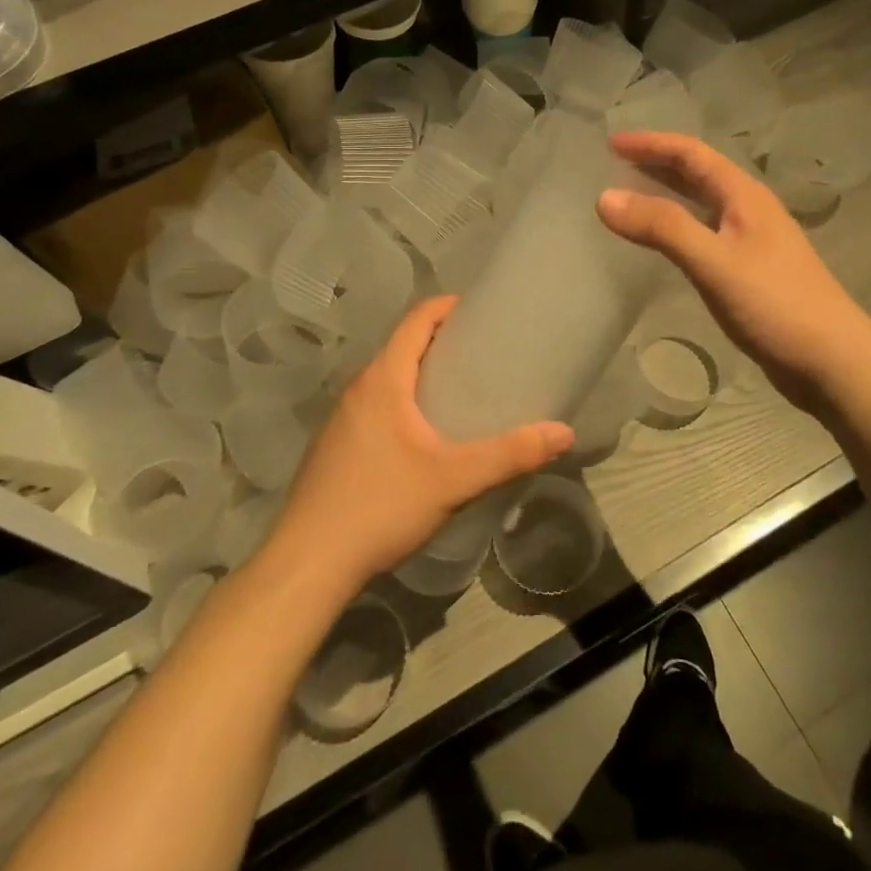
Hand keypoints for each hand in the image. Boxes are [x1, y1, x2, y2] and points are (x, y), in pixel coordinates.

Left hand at [267, 296, 573, 597]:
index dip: (448, 306)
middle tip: (484, 354)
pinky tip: (424, 436)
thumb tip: (563, 431)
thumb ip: (509, 454)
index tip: (481, 310)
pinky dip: (404, 401)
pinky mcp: (335, 446)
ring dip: (421, 373)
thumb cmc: (380, 506)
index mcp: (382, 379)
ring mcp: (341, 418)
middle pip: (402, 346)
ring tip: (462, 390)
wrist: (308, 564)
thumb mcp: (453, 480)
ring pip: (387, 378)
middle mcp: (357, 388)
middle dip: (442, 341)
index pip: (416, 319)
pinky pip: (375, 405)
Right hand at [598, 131, 861, 413]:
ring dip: (666, 194)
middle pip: (698, 173)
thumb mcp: (713, 261)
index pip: (691, 153)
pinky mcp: (750, 271)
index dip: (650, 143)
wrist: (833, 362)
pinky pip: (704, 233)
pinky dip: (676, 227)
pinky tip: (661, 243)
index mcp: (744, 196)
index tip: (610, 143)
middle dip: (656, 163)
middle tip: (612, 164)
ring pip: (701, 204)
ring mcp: (752, 241)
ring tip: (628, 196)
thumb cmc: (775, 303)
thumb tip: (604, 198)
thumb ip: (662, 227)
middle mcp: (749, 210)